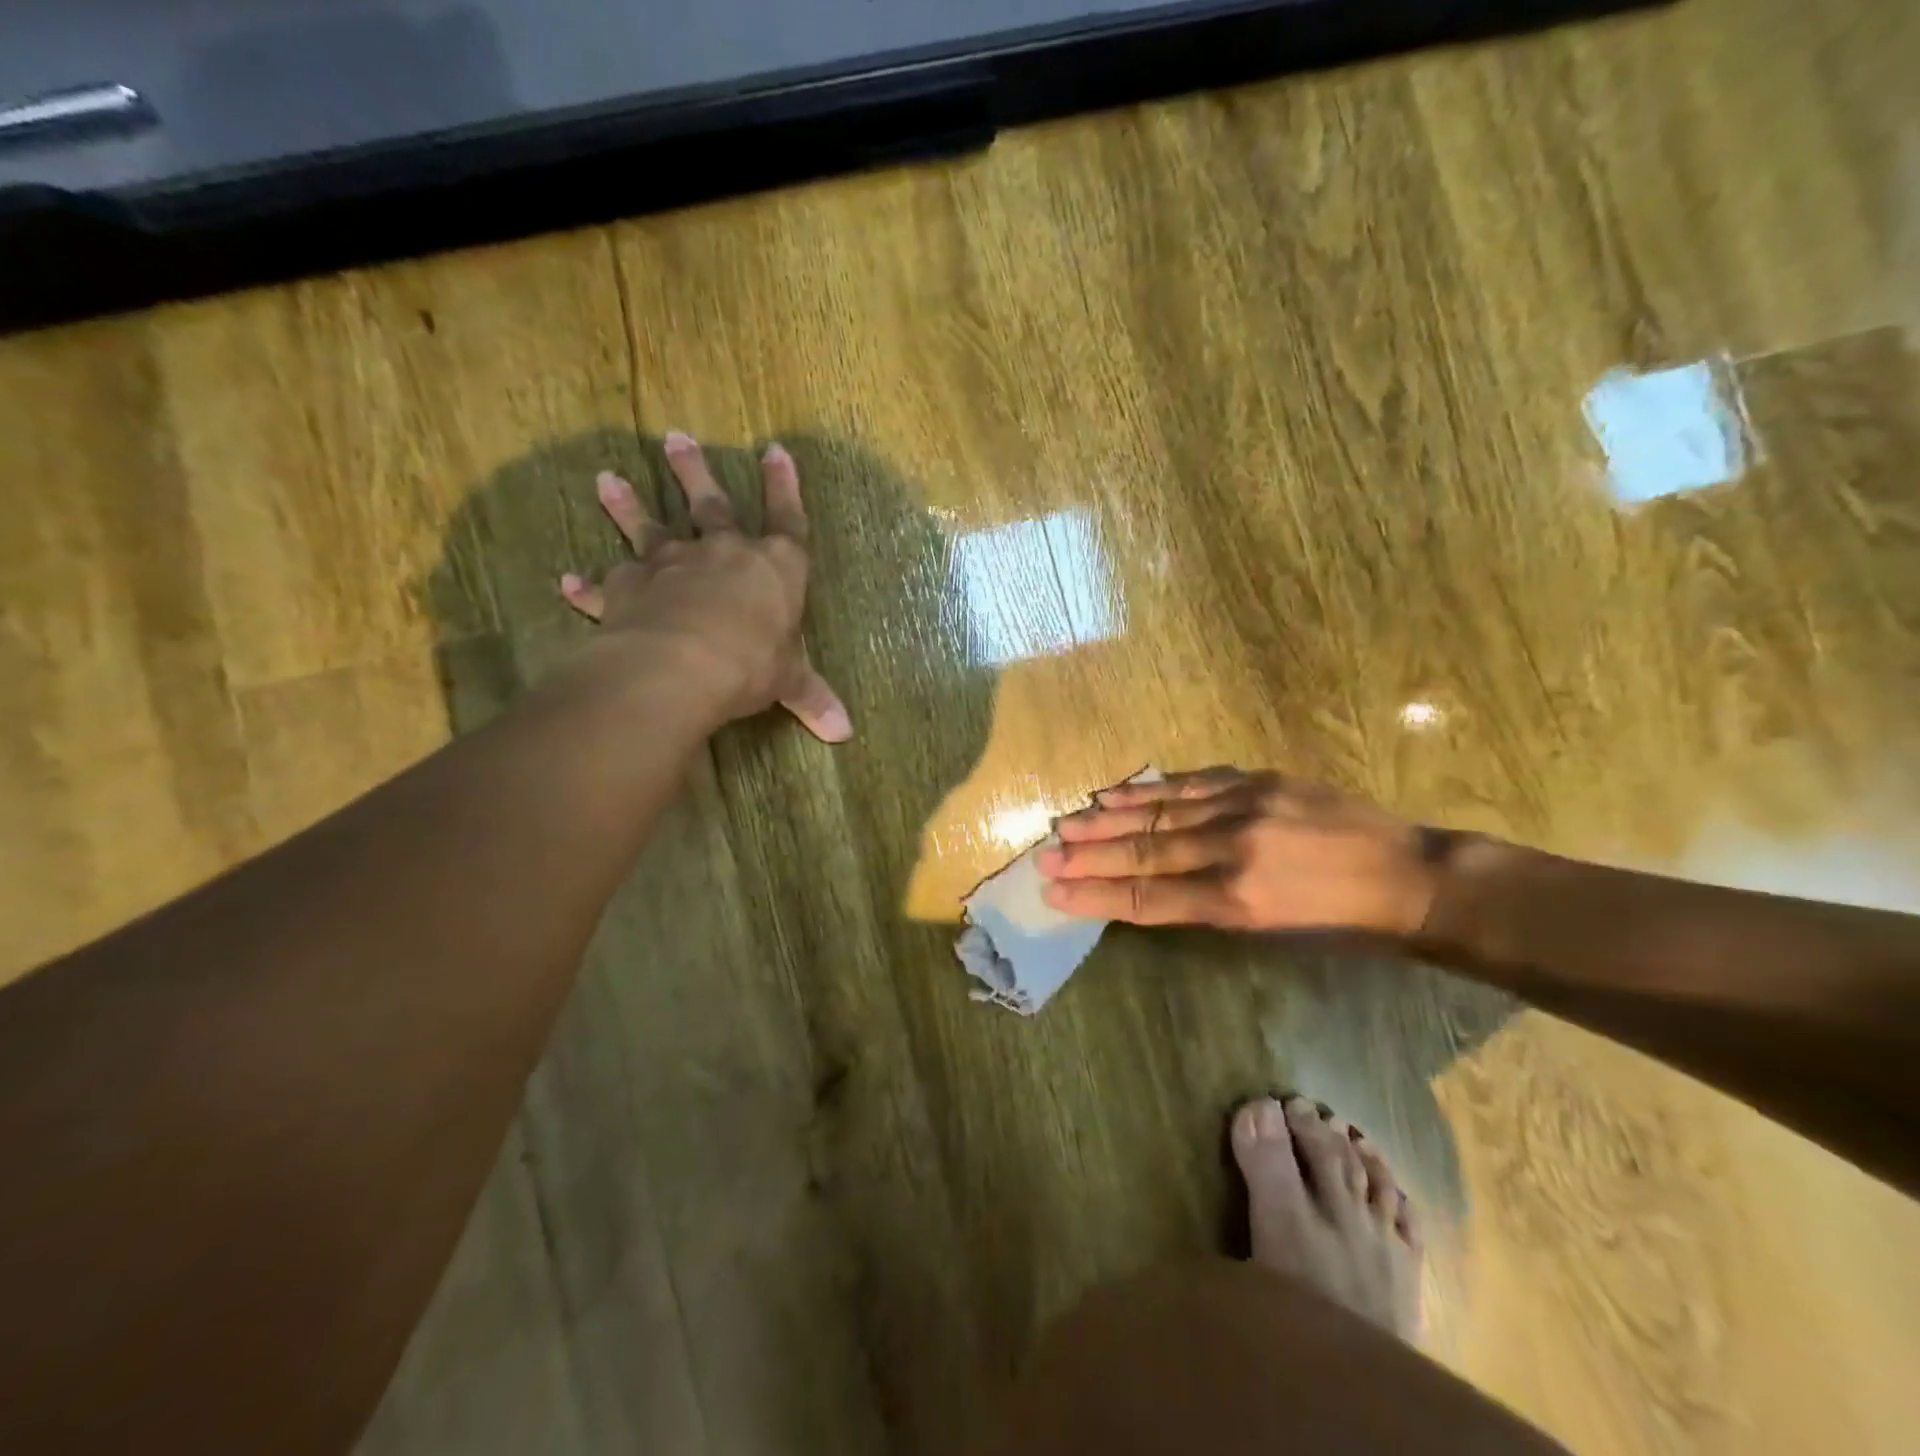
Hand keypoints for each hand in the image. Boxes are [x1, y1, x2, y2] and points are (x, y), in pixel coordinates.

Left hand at [558, 432, 851, 742]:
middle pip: (711, 504)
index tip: (774, 450)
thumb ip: (811, 698)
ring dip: (628, 506)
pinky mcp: (628, 590)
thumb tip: (844, 733)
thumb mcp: (789, 682)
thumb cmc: (751, 663)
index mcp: (773, 567)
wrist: (681, 665)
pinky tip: (569, 582)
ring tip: (606, 479)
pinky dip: (588, 586)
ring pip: (648, 528)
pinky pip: (605, 585)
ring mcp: (671, 566)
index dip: (784, 486)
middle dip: (695, 471)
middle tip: (675, 438)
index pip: (787, 519)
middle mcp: (721, 554)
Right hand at [1037, 768, 1438, 933]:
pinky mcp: (1257, 780)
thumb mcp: (1271, 932)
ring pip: (1159, 811)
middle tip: (1045, 853)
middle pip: (1143, 852)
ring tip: (1067, 820)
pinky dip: (1148, 788)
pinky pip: (1190, 783)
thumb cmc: (1341, 924)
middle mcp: (1232, 849)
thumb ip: (1206, 905)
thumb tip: (1150, 887)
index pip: (1147, 897)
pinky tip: (1117, 790)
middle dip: (1088, 854)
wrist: (1411, 877)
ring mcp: (1244, 807)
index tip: (1053, 891)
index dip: (1095, 895)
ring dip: (1107, 817)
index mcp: (1237, 900)